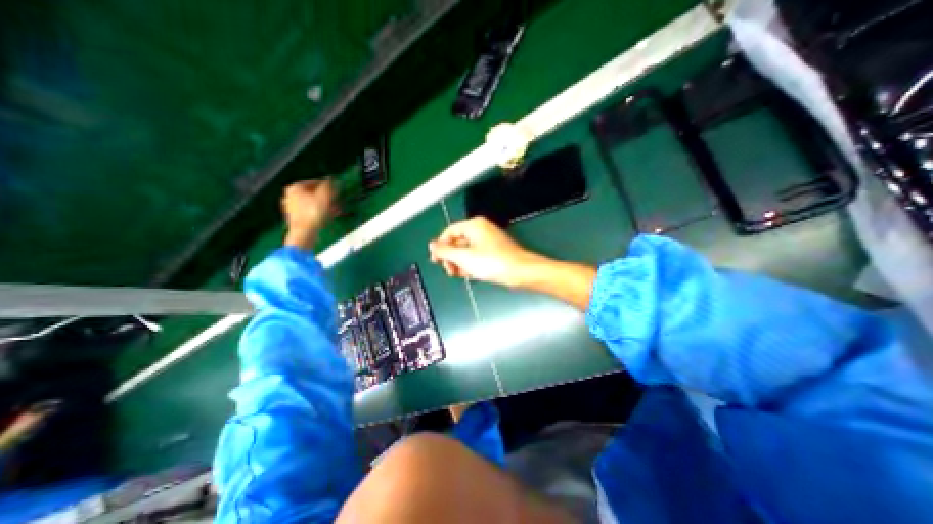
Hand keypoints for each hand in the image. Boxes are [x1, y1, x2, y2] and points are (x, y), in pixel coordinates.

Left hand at [284, 177, 335, 249]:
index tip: (336, 189)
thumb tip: (332, 179)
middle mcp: (290, 195)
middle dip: (326, 197)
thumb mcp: (324, 196)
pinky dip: (320, 212)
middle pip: (313, 193)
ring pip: (313, 203)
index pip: (315, 182)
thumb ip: (328, 186)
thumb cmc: (312, 213)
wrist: (304, 232)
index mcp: (295, 187)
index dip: (328, 186)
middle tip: (336, 199)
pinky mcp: (296, 217)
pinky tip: (328, 216)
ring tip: (335, 209)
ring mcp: (292, 207)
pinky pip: (311, 211)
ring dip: (325, 205)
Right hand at [426, 218, 544, 287]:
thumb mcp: (464, 257)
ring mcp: (488, 241)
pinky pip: (477, 256)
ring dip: (460, 263)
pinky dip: (471, 265)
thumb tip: (432, 245)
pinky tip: (470, 274)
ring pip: (467, 251)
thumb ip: (445, 251)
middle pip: (458, 242)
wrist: (520, 272)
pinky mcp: (494, 252)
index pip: (449, 232)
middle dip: (451, 257)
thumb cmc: (492, 262)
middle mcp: (481, 230)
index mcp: (474, 225)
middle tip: (449, 270)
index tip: (435, 261)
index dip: (440, 246)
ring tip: (458, 274)